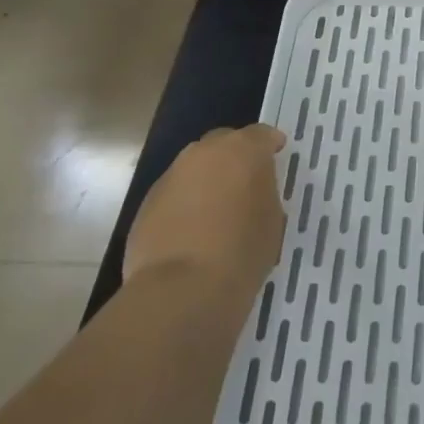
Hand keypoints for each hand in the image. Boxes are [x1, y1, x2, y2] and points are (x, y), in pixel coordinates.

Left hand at [124, 124, 287, 287]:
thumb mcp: (272, 219)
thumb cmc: (242, 251)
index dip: (270, 144)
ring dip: (206, 181)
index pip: (261, 134)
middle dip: (233, 158)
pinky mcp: (147, 203)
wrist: (181, 289)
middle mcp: (203, 153)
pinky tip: (192, 232)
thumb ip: (263, 193)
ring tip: (217, 210)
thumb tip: (250, 191)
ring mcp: (171, 176)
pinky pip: (174, 195)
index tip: (276, 154)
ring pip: (194, 169)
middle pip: (222, 144)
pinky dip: (185, 204)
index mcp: (242, 151)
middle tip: (245, 182)